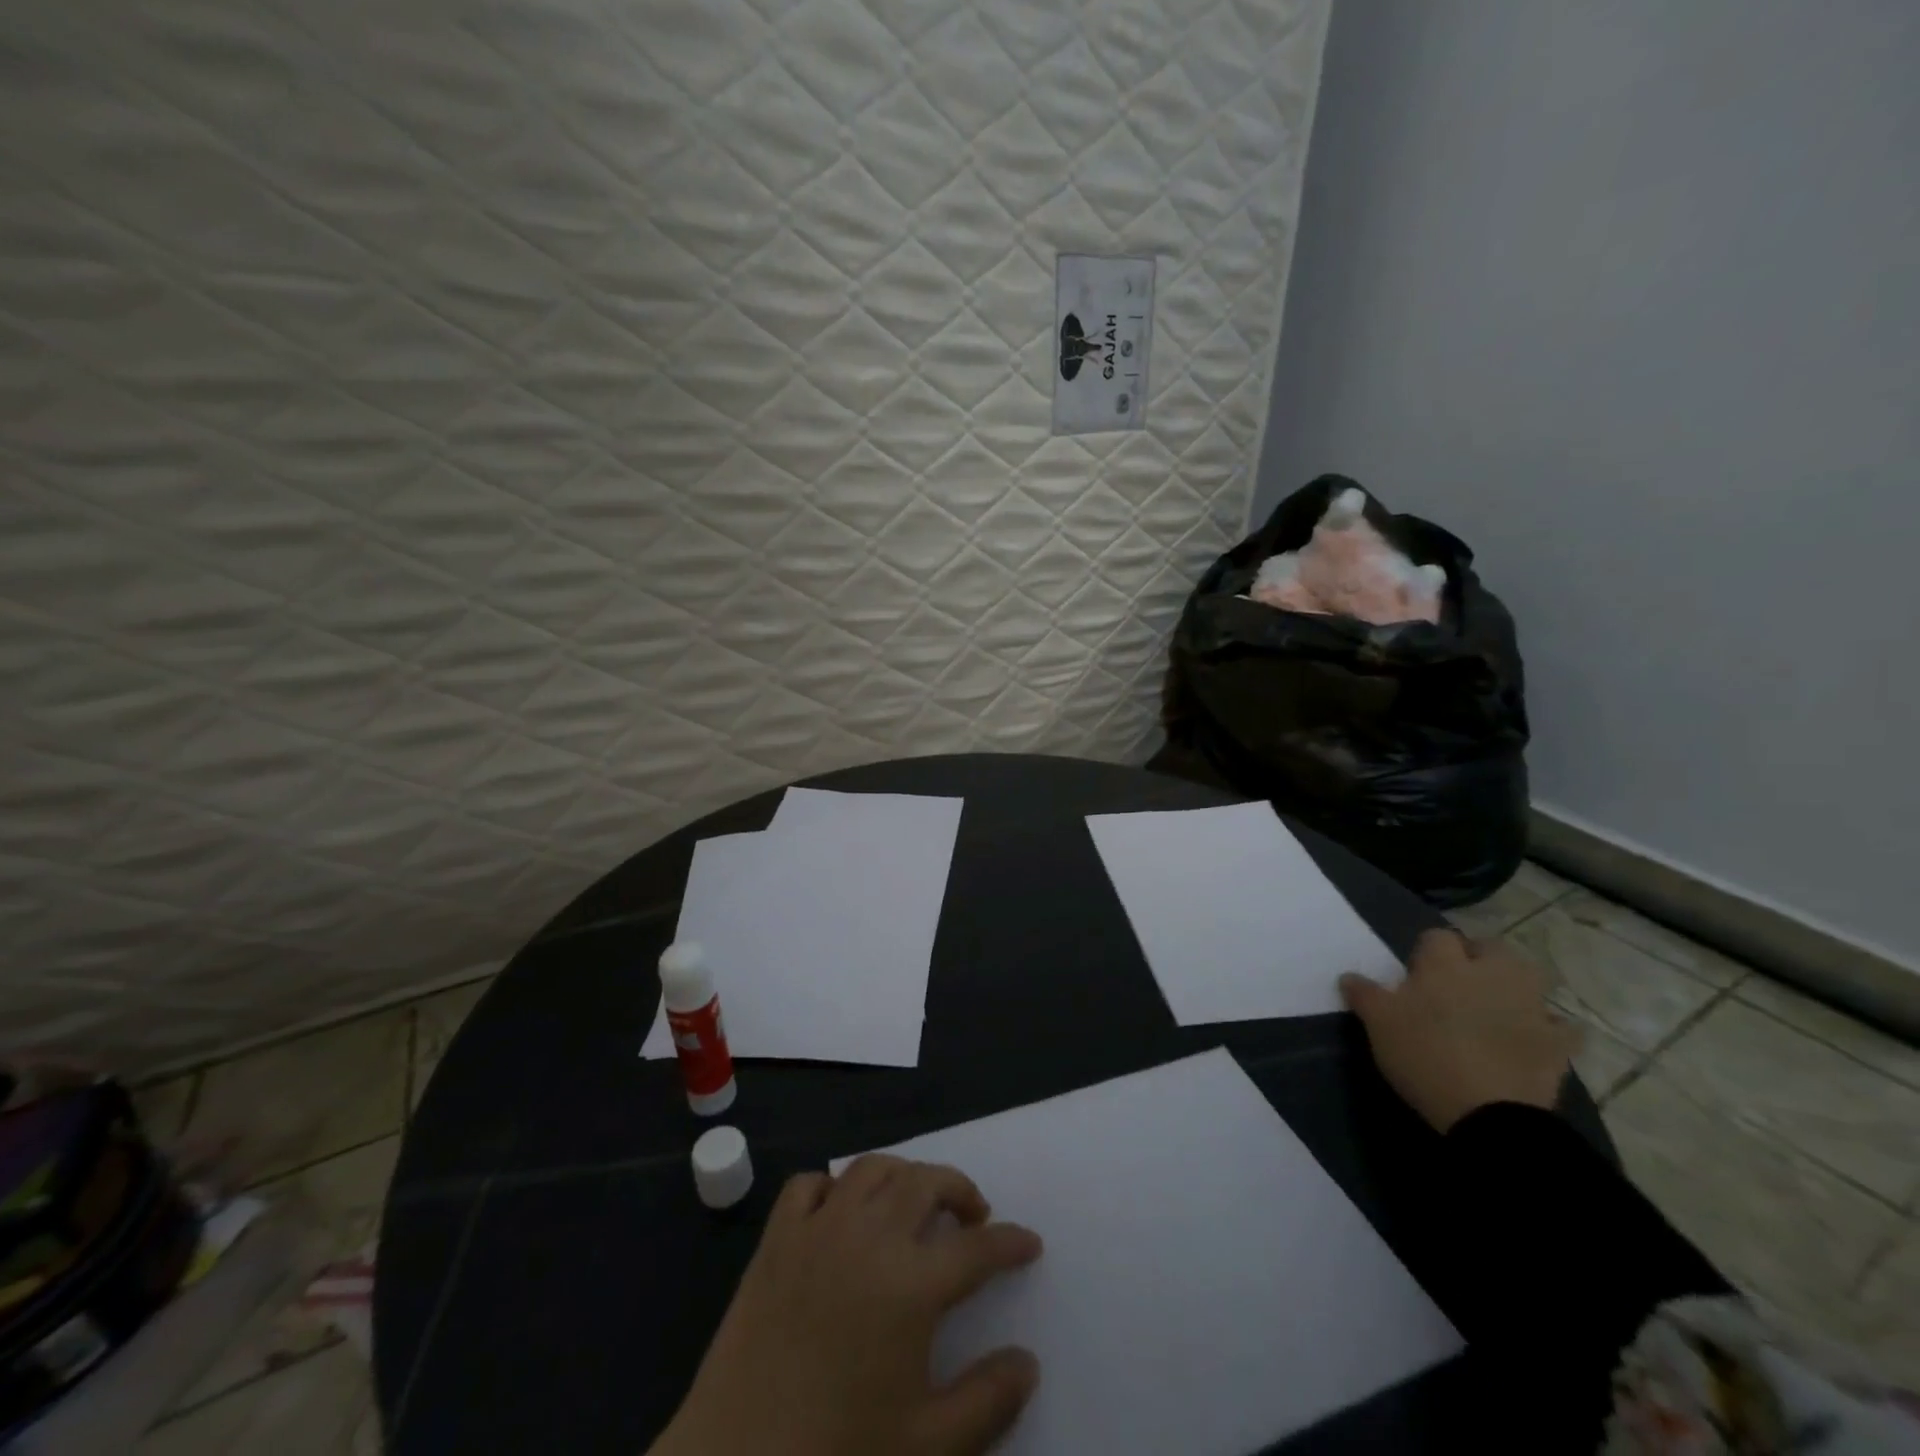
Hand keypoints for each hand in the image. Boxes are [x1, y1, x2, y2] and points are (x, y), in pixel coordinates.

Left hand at [653, 1156, 1043, 1455]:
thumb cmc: (837, 1454)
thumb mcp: (927, 1447)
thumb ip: (987, 1402)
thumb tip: (1027, 1361)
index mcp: (911, 1283)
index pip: (977, 1248)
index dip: (1010, 1243)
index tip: (1029, 1242)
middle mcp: (869, 1236)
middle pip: (926, 1182)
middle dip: (960, 1189)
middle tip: (973, 1215)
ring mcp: (818, 1229)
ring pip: (872, 1169)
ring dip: (903, 1175)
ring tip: (915, 1202)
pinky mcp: (776, 1238)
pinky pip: (809, 1185)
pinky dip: (833, 1186)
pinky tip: (841, 1211)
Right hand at [1340, 929, 1577, 1133]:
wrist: (1489, 1113)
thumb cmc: (1425, 1055)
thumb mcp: (1378, 1024)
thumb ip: (1364, 995)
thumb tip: (1349, 976)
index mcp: (1446, 965)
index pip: (1437, 937)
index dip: (1427, 951)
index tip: (1416, 973)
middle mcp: (1491, 974)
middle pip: (1492, 948)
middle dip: (1479, 957)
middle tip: (1460, 982)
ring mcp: (1530, 1007)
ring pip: (1530, 978)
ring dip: (1516, 985)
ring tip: (1497, 1004)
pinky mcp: (1557, 1043)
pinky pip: (1560, 1027)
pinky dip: (1550, 1029)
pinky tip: (1535, 1038)